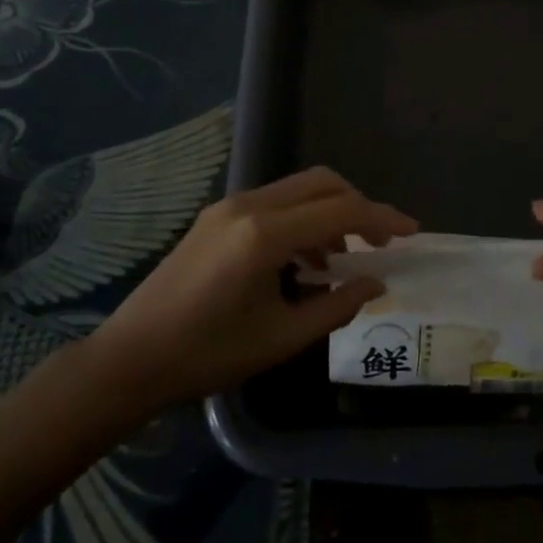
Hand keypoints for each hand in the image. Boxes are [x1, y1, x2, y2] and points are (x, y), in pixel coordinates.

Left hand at [90, 168, 415, 409]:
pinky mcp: (216, 215)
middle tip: (380, 243)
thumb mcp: (281, 338)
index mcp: (265, 234)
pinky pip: (274, 201)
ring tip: (339, 261)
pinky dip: (302, 218)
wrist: (130, 358)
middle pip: (322, 183)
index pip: (341, 212)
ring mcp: (229, 206)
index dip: (382, 220)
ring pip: (298, 188)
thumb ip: (336, 306)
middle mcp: (249, 205)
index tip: (412, 233)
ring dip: (329, 213)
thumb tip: (377, 283)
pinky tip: (302, 260)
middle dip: (358, 207)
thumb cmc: (207, 355)